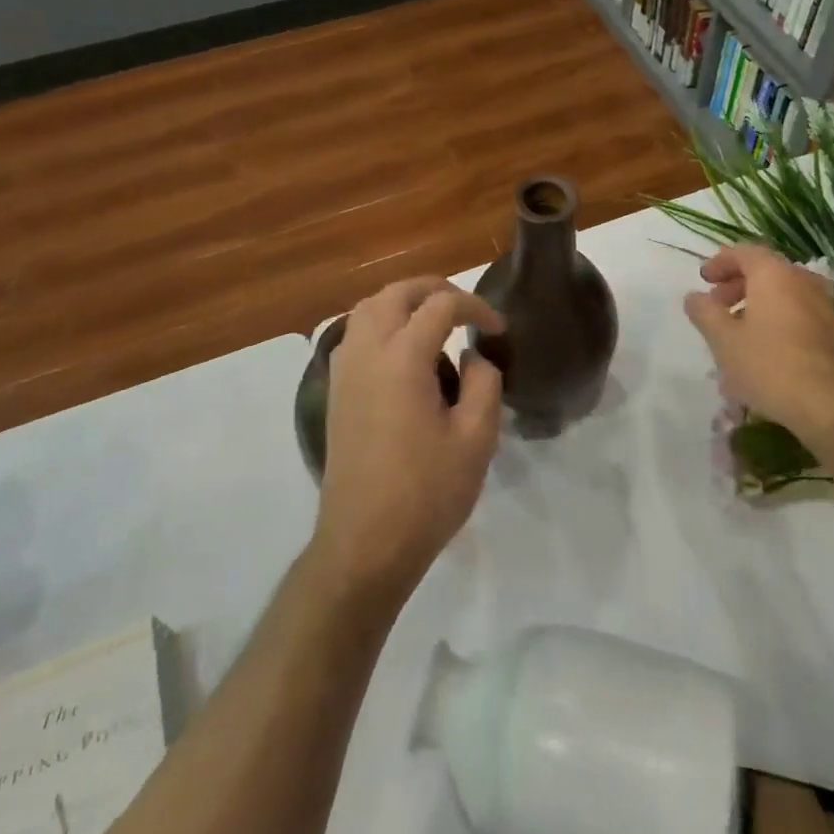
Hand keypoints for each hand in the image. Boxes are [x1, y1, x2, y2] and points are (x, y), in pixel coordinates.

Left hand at [312, 278, 504, 603]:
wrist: (364, 544)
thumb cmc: (426, 492)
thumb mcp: (477, 438)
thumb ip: (484, 382)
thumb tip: (473, 356)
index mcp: (402, 358)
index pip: (442, 305)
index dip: (476, 307)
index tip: (498, 330)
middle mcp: (367, 351)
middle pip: (397, 292)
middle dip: (435, 289)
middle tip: (466, 309)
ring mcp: (344, 370)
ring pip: (369, 307)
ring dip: (403, 302)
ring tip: (435, 322)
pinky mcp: (335, 390)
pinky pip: (355, 333)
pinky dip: (381, 323)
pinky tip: (404, 352)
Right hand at [684, 243, 833, 457]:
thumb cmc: (770, 366)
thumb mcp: (724, 340)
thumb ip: (705, 313)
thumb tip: (693, 296)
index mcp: (774, 274)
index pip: (744, 252)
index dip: (720, 262)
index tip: (703, 279)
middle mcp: (803, 281)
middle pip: (765, 271)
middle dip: (736, 285)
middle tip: (716, 306)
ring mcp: (824, 306)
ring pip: (783, 294)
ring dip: (756, 305)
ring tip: (736, 332)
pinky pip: (798, 314)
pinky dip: (776, 321)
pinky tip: (763, 351)